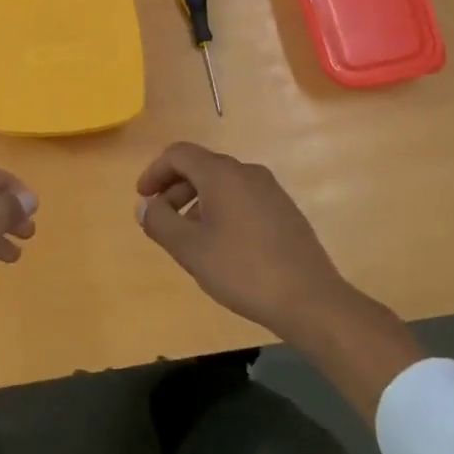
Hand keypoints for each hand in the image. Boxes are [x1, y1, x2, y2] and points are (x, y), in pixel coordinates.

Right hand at [134, 142, 354, 347]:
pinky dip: (221, 210)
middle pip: (201, 167)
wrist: (310, 299)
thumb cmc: (242, 270)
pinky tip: (221, 245)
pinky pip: (242, 198)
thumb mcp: (190, 249)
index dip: (155, 172)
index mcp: (222, 174)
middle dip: (175, 189)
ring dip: (197, 201)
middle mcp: (247, 173)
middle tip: (161, 219)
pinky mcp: (284, 211)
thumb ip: (159, 222)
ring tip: (189, 237)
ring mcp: (271, 191)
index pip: (179, 154)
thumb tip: (144, 206)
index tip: (143, 198)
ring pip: (223, 184)